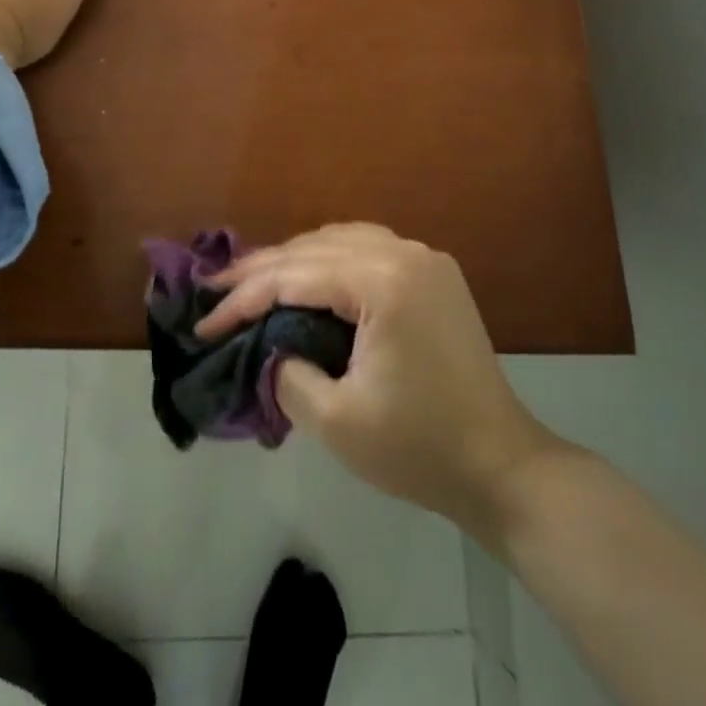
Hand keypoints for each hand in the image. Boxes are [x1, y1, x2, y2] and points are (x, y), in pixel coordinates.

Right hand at [198, 223, 563, 534]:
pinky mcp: (434, 273)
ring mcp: (424, 258)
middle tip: (216, 291)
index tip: (204, 322)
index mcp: (383, 283)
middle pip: (315, 246)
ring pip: (340, 238)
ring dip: (295, 258)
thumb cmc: (418, 449)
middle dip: (262, 269)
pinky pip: (368, 247)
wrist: (501, 467)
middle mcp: (405, 253)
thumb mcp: (336, 421)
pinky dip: (330, 258)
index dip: (243, 298)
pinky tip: (309, 277)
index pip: (295, 276)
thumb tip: (267, 345)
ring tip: (253, 282)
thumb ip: (286, 372)